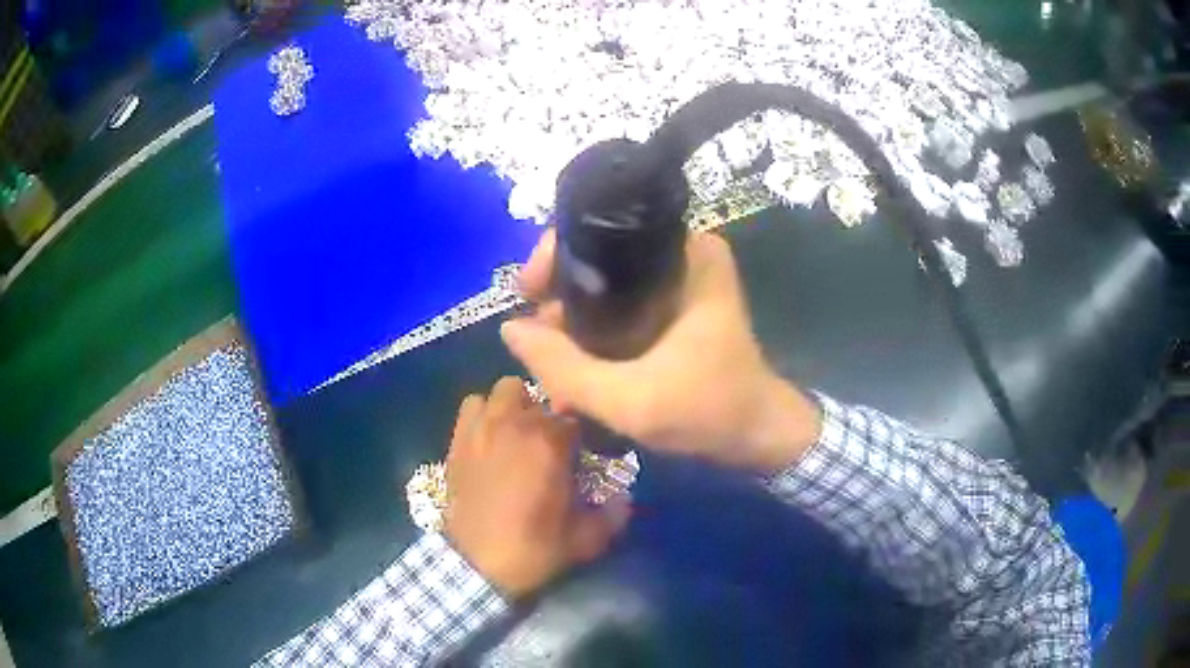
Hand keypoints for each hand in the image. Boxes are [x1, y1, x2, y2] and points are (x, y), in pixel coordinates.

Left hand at [444, 377, 630, 597]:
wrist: (477, 565)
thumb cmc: (534, 550)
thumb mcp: (585, 539)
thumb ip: (613, 515)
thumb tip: (627, 498)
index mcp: (551, 443)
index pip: (576, 416)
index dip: (583, 433)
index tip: (585, 453)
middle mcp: (516, 424)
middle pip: (540, 395)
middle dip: (550, 413)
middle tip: (553, 442)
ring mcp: (483, 428)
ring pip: (503, 390)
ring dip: (515, 406)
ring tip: (519, 432)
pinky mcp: (459, 440)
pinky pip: (472, 406)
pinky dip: (484, 413)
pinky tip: (489, 436)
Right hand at [500, 230, 821, 472]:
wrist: (758, 436)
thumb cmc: (710, 411)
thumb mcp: (632, 400)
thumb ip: (565, 368)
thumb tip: (509, 328)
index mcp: (686, 253)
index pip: (603, 228)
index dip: (556, 256)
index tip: (529, 293)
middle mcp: (682, 254)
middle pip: (599, 255)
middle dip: (560, 295)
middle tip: (538, 340)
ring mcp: (678, 280)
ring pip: (605, 283)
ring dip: (573, 318)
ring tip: (551, 359)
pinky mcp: (674, 306)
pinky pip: (619, 303)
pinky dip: (594, 328)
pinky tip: (575, 362)